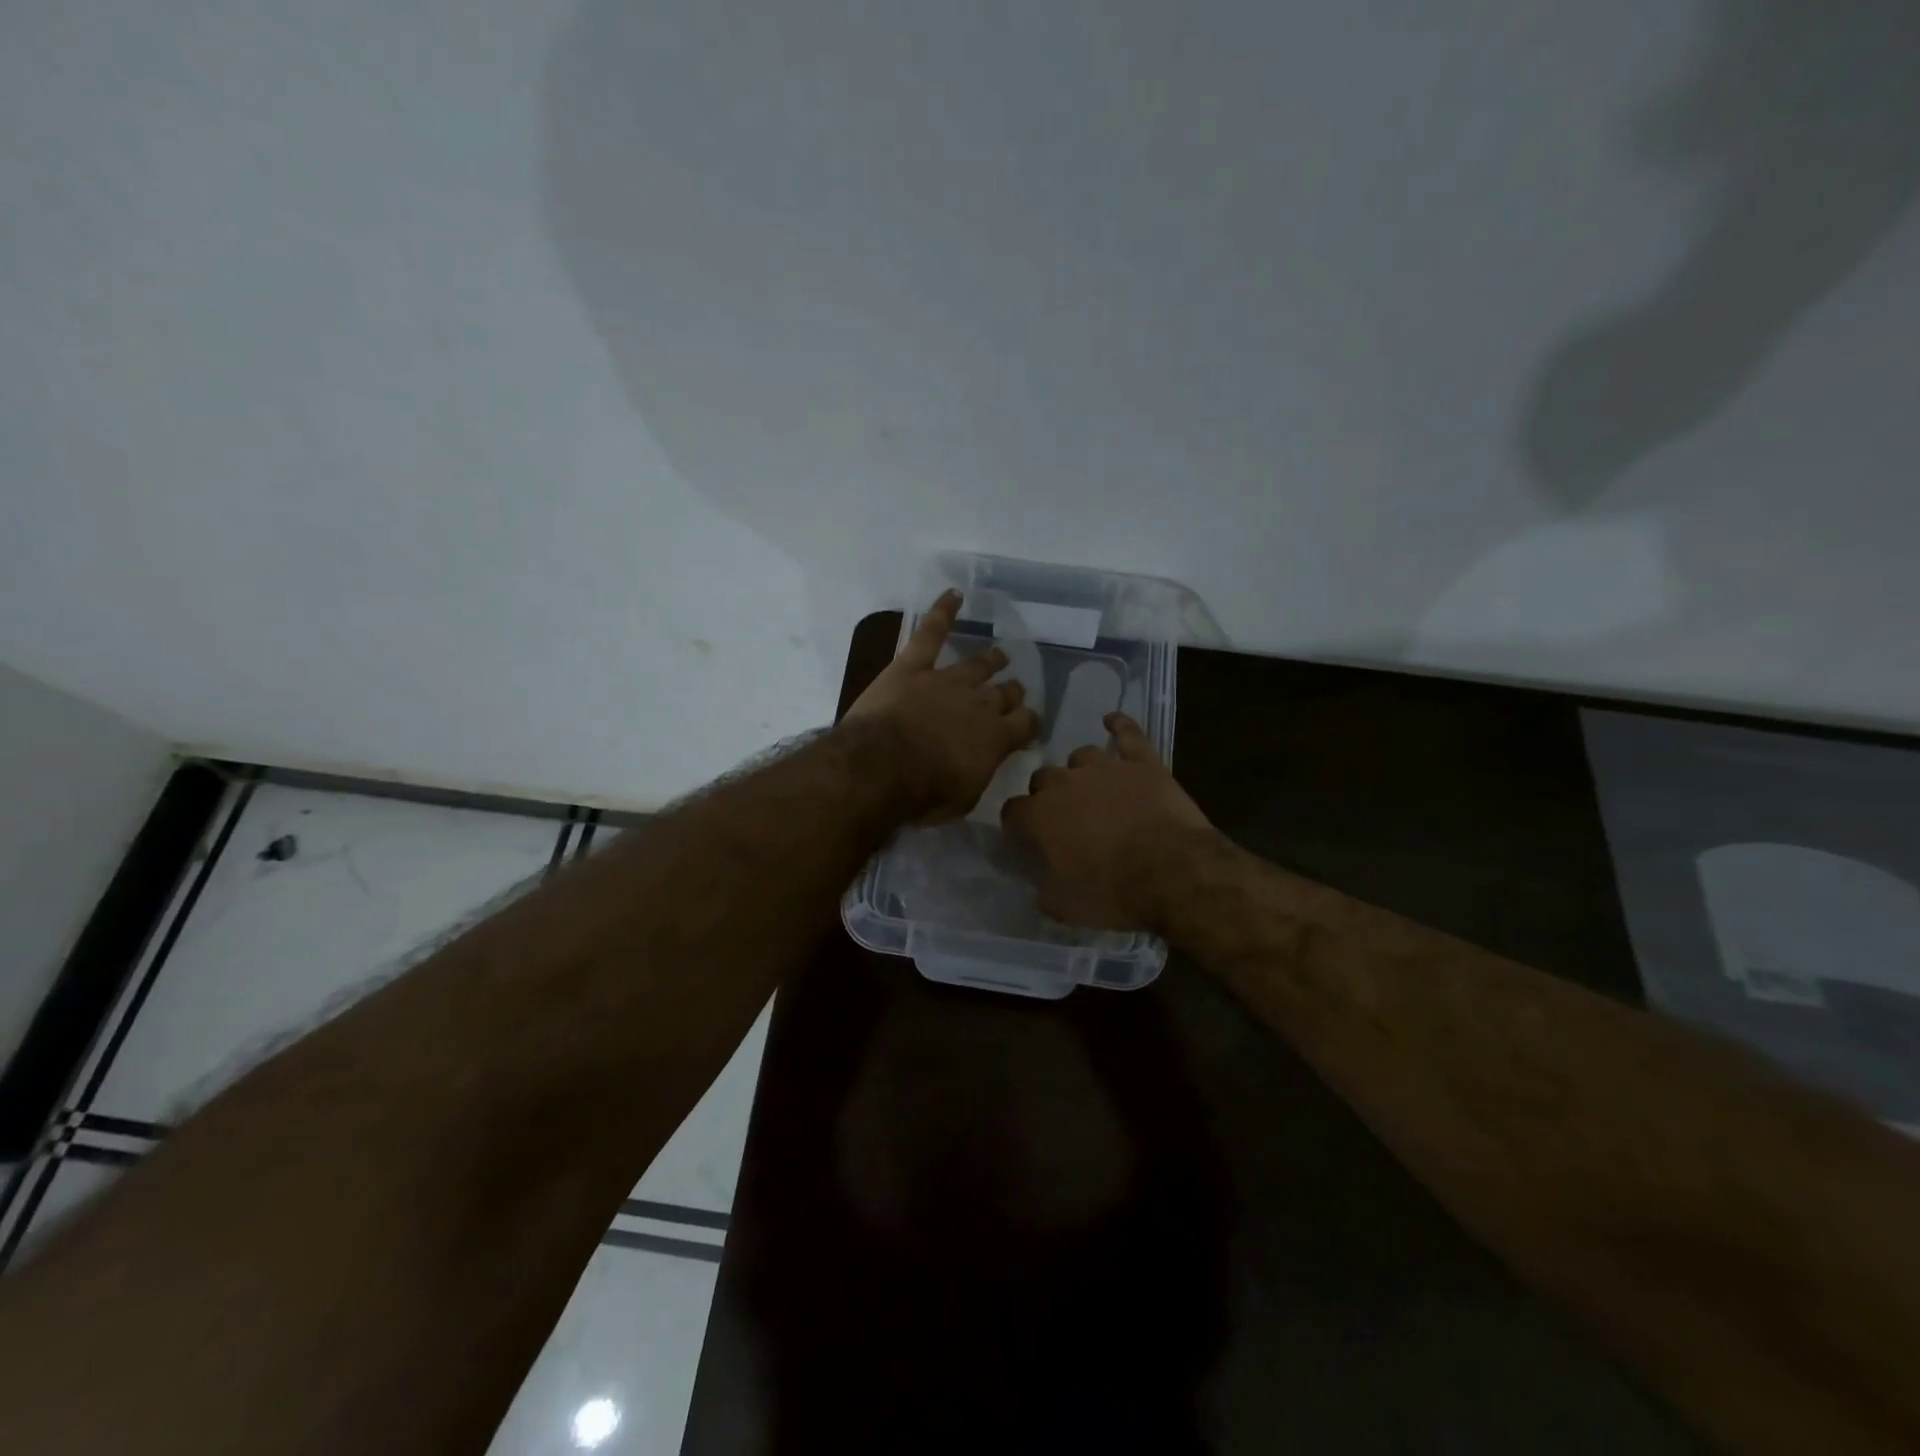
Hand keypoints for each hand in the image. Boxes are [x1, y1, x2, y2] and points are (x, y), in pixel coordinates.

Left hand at [844, 590, 1042, 820]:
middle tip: (1014, 691)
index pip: (1027, 723)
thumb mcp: (964, 798)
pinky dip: (942, 611)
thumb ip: (979, 774)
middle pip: (1004, 692)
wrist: (882, 767)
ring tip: (1000, 655)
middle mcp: (979, 703)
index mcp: (996, 737)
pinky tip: (954, 594)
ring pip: (977, 664)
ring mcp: (946, 679)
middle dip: (1011, 692)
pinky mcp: (912, 666)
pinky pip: (931, 632)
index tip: (1029, 725)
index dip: (1030, 722)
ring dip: (990, 660)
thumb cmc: (924, 793)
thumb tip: (984, 763)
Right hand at [1001, 712, 1214, 931]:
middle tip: (1064, 818)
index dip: (1018, 825)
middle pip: (1042, 778)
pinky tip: (1112, 721)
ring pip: (1080, 756)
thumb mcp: (1064, 906)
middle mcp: (1064, 783)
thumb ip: (1042, 888)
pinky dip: (1118, 726)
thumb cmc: (1112, 892)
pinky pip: (1127, 733)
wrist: (1173, 873)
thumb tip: (1037, 883)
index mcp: (1039, 816)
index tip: (1027, 838)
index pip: (1012, 811)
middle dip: (1047, 795)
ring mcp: (1104, 767)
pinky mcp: (1142, 762)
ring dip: (1080, 771)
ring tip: (1092, 788)